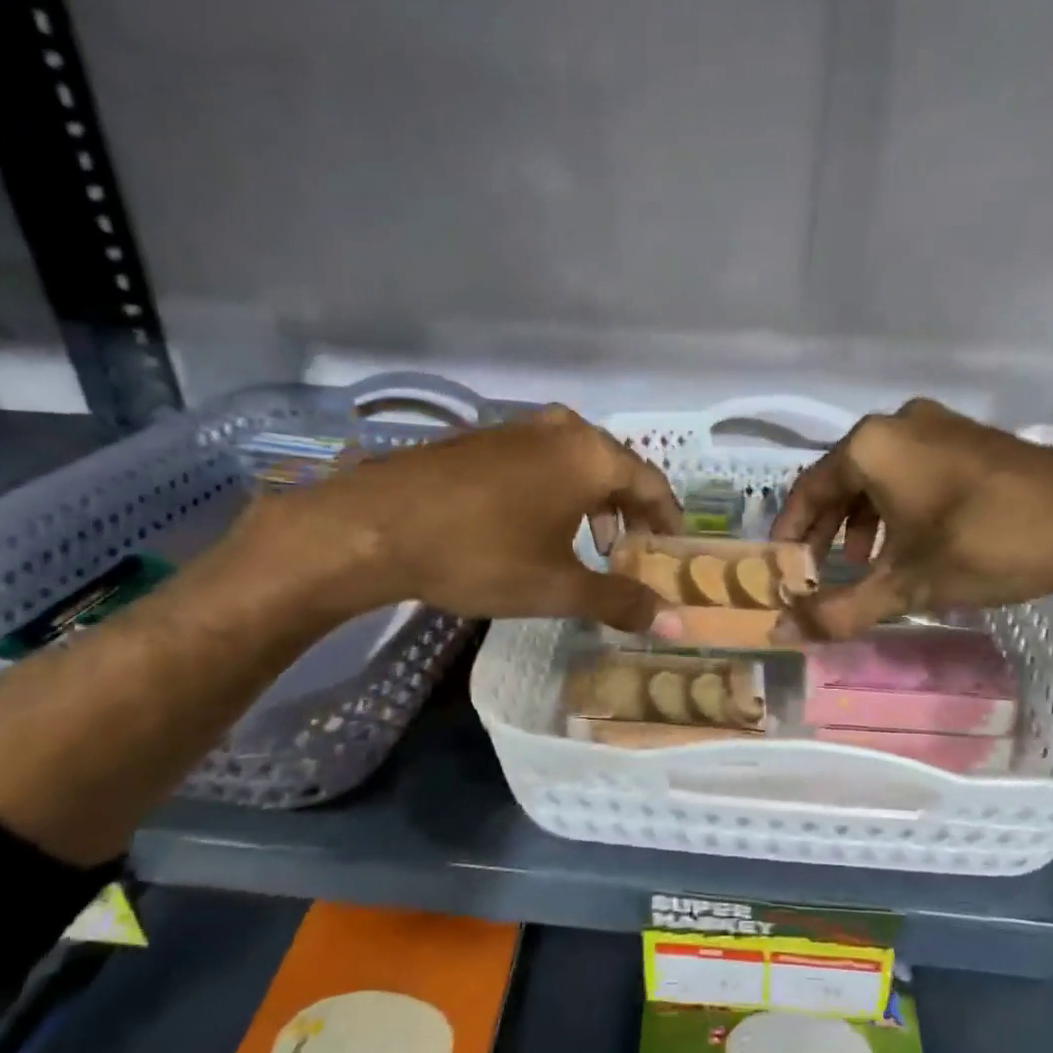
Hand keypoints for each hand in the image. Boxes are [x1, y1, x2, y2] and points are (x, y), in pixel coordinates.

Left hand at [235, 406, 683, 632]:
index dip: (668, 521)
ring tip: (587, 543)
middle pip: (617, 469)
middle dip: (629, 512)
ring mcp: (520, 429)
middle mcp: (563, 430)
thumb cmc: (481, 554)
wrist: (376, 525)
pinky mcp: (485, 438)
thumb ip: (621, 600)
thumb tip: (676, 623)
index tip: (672, 551)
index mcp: (591, 456)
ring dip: (593, 502)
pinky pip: (543, 461)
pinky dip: (558, 490)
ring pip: (578, 463)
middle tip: (630, 552)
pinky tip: (536, 525)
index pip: (653, 484)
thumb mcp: (557, 586)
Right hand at [771, 398, 1052, 640]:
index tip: (784, 567)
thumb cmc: (985, 546)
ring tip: (871, 561)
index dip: (791, 532)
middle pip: (843, 478)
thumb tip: (784, 633)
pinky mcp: (972, 436)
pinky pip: (915, 466)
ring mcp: (940, 423)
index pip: (809, 489)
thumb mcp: (906, 584)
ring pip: (880, 473)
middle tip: (824, 569)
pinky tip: (915, 538)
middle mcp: (899, 422)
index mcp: (872, 446)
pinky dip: (899, 502)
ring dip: (864, 518)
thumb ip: (839, 610)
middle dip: (828, 528)